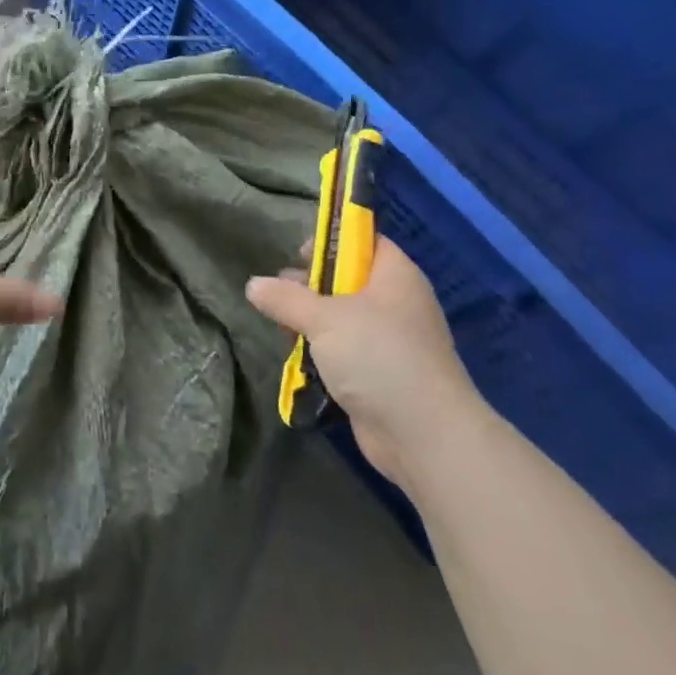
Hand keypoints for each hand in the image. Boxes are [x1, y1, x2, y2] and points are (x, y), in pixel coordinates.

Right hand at [246, 237, 480, 484]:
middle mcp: (396, 302)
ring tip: (282, 328)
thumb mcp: (324, 319)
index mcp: (395, 275)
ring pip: (343, 318)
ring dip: (312, 322)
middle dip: (311, 285)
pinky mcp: (381, 374)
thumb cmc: (378, 356)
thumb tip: (253, 285)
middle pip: (349, 279)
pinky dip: (323, 352)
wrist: (423, 434)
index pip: (365, 240)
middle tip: (279, 294)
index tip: (298, 253)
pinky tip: (298, 357)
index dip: (332, 240)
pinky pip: (346, 351)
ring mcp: (391, 341)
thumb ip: (286, 299)